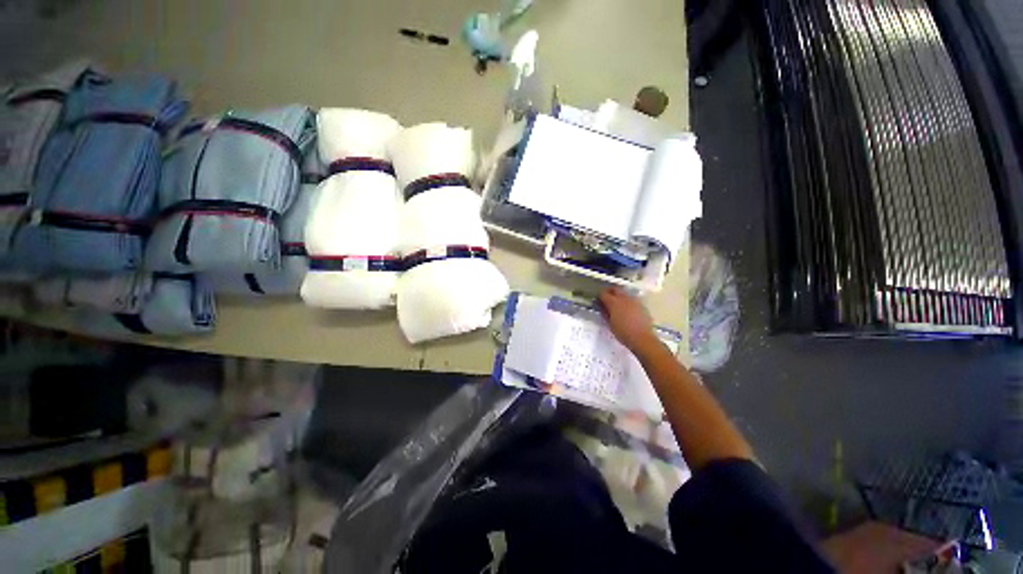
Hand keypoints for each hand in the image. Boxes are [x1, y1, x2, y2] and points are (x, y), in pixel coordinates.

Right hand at [598, 287, 656, 353]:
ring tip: (617, 303)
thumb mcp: (610, 324)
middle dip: (610, 291)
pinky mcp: (642, 305)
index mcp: (614, 303)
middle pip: (616, 289)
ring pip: (625, 293)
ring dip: (619, 295)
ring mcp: (634, 301)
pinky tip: (627, 309)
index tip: (598, 300)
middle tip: (607, 298)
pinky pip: (632, 299)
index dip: (599, 296)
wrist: (642, 338)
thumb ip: (605, 314)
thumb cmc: (623, 333)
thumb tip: (603, 308)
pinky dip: (627, 301)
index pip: (604, 294)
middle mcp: (624, 299)